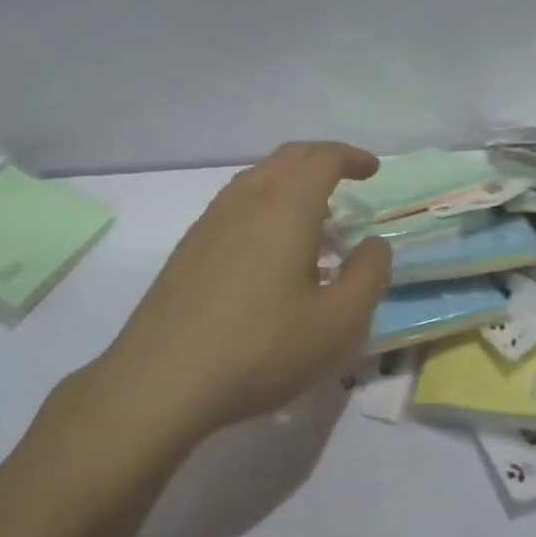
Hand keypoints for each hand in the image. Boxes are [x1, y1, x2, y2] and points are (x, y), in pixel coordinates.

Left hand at [99, 142, 391, 440]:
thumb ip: (368, 276)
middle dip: (323, 159)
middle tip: (349, 178)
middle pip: (289, 157)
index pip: (323, 158)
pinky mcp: (190, 244)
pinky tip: (271, 245)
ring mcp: (212, 219)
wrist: (161, 379)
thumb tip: (373, 244)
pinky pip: (238, 202)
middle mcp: (246, 198)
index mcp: (285, 205)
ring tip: (315, 214)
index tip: (372, 170)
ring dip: (293, 180)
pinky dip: (267, 202)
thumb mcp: (336, 323)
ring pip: (259, 177)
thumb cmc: (260, 348)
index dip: (352, 158)